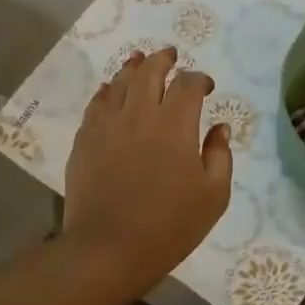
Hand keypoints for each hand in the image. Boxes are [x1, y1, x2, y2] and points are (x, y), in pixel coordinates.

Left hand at [62, 47, 232, 298]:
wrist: (108, 249)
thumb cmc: (169, 226)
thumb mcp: (213, 196)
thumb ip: (220, 155)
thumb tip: (219, 127)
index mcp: (175, 125)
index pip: (188, 84)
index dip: (200, 79)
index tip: (206, 87)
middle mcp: (140, 114)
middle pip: (150, 71)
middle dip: (163, 60)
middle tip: (170, 55)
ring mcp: (107, 124)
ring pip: (120, 82)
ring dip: (133, 67)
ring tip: (139, 60)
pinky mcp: (85, 139)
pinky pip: (96, 103)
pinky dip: (107, 91)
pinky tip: (111, 91)